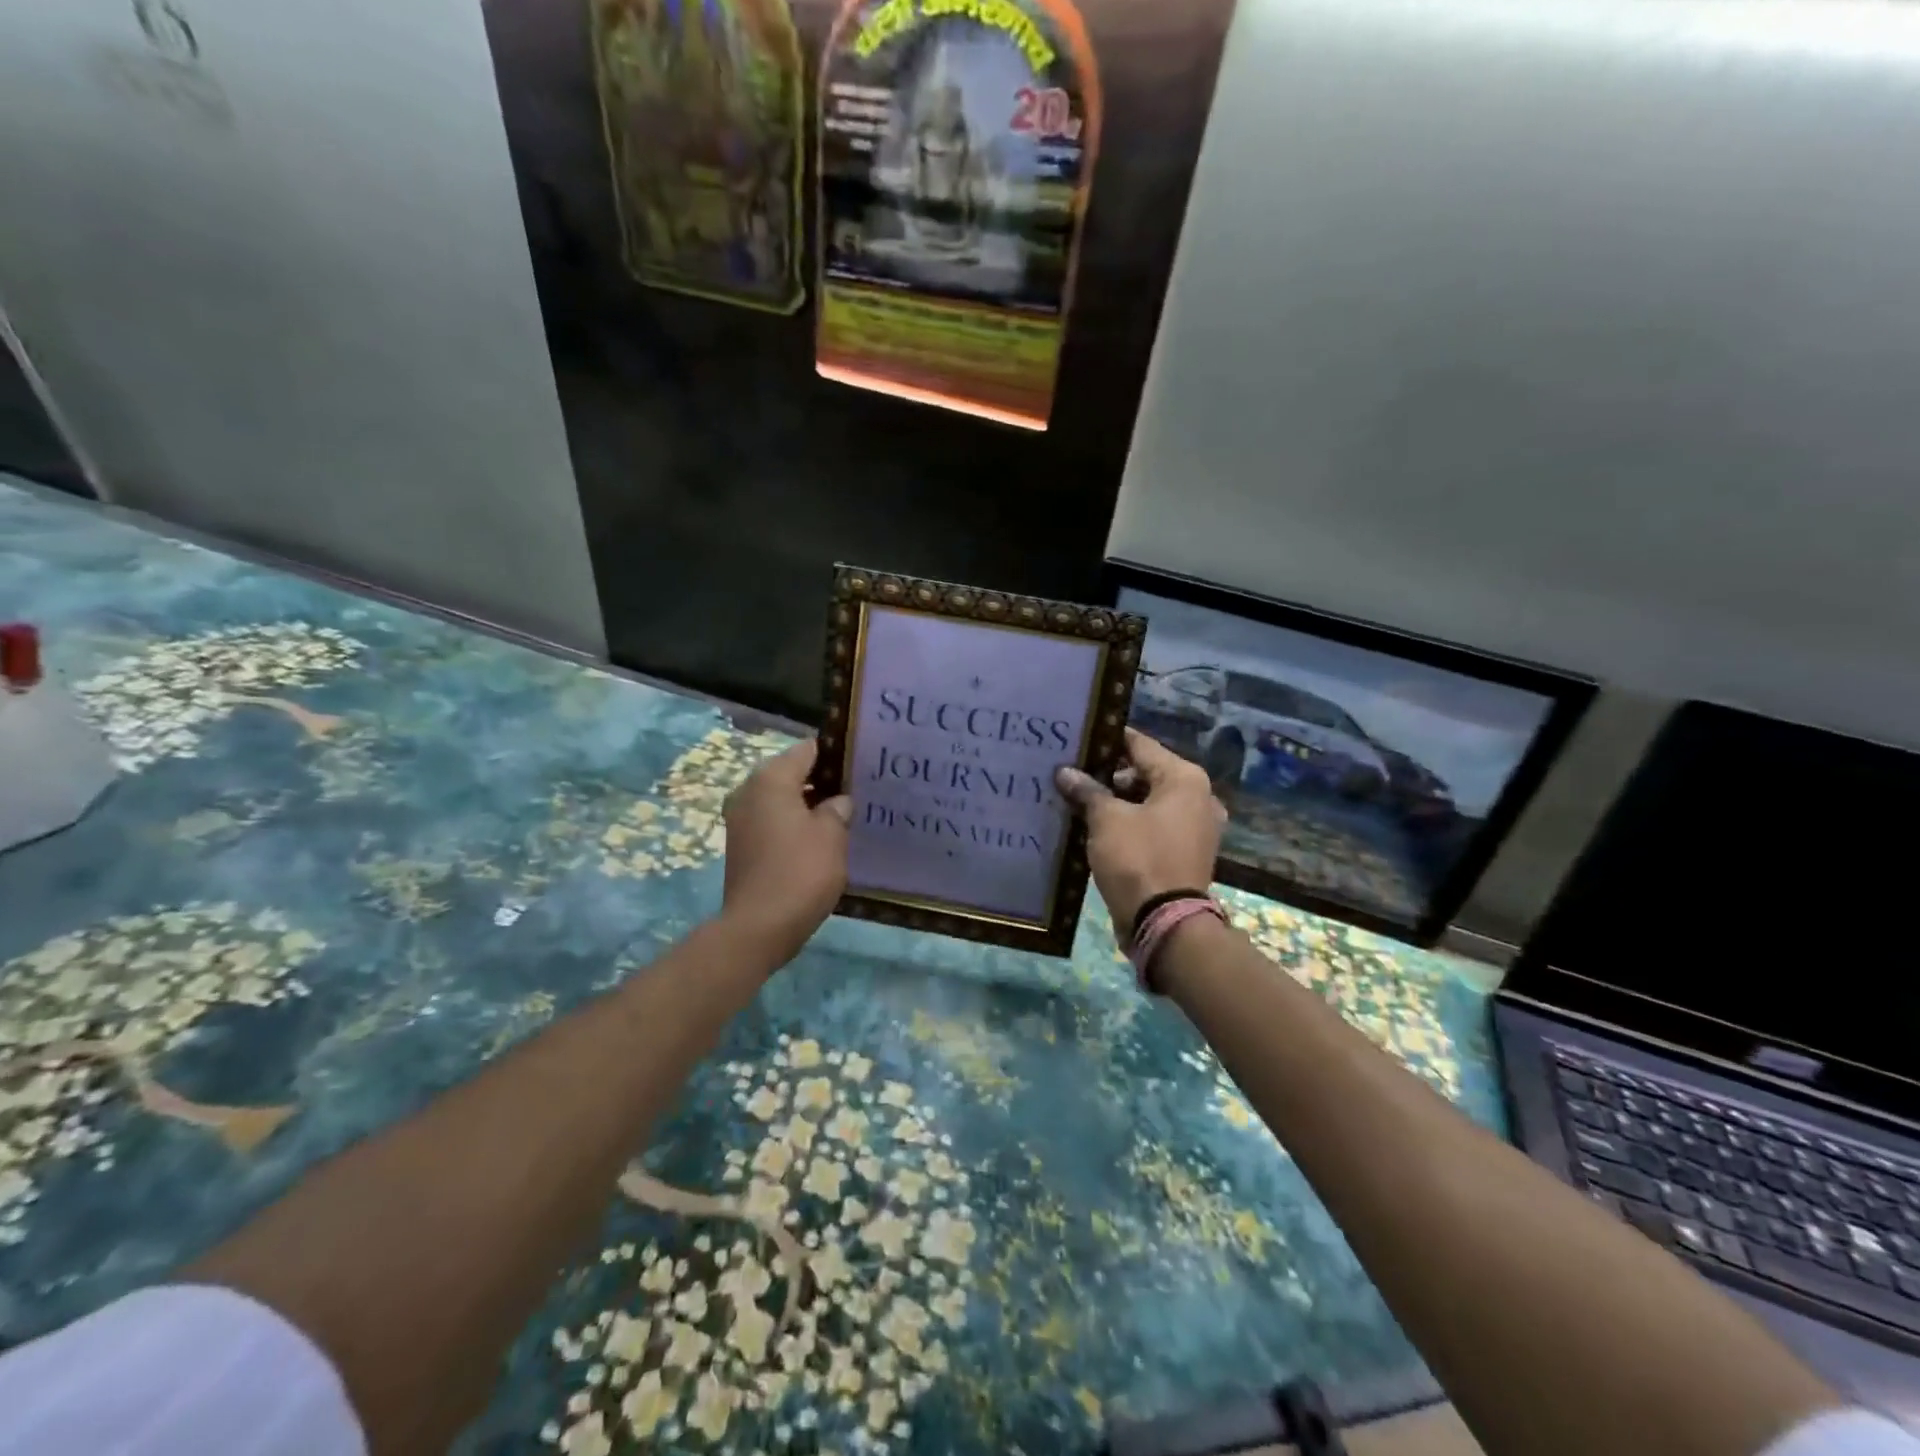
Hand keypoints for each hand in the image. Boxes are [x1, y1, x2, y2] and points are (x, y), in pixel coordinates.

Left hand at [721, 740, 852, 963]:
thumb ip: (837, 809)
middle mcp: (749, 791)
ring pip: (782, 798)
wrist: (759, 927)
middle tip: (857, 791)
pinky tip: (820, 837)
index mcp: (770, 778)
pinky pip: (773, 820)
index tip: (861, 763)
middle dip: (823, 780)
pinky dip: (794, 823)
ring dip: (809, 804)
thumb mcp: (831, 835)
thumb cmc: (800, 871)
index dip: (836, 754)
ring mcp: (740, 819)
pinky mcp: (741, 844)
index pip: (808, 749)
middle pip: (792, 772)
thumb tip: (838, 801)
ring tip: (843, 815)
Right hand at [1056, 728, 1225, 933]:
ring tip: (1077, 800)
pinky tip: (1095, 827)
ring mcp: (1194, 827)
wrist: (1165, 924)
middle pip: (1144, 773)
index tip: (1076, 738)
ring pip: (1147, 802)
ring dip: (1115, 802)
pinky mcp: (1184, 852)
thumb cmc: (1138, 859)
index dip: (1106, 741)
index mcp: (1184, 779)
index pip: (1139, 744)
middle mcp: (1197, 797)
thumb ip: (1087, 790)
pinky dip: (1128, 824)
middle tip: (1070, 774)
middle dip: (1107, 775)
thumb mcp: (1106, 820)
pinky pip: (1152, 826)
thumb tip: (1065, 772)